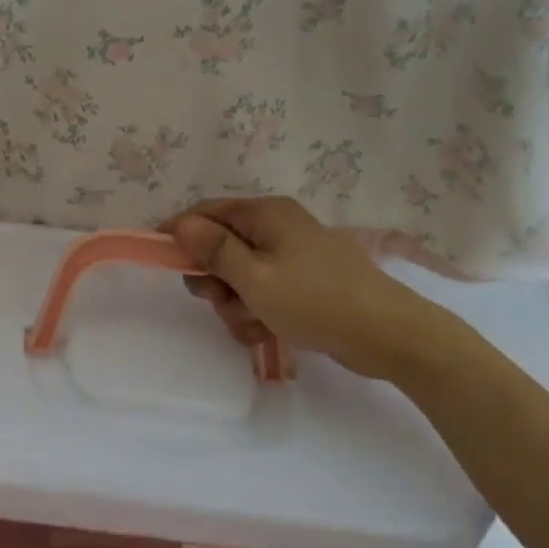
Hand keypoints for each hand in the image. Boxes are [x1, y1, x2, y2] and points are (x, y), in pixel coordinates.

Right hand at [163, 197, 472, 383]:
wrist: (388, 335)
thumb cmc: (315, 301)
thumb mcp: (255, 278)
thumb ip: (214, 250)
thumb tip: (181, 223)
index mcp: (266, 214)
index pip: (207, 212)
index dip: (180, 233)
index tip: (160, 260)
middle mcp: (278, 227)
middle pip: (222, 247)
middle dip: (215, 280)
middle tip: (222, 302)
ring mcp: (293, 256)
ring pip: (241, 276)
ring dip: (237, 304)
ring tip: (254, 324)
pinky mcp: (305, 282)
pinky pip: (264, 292)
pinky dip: (258, 312)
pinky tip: (268, 332)